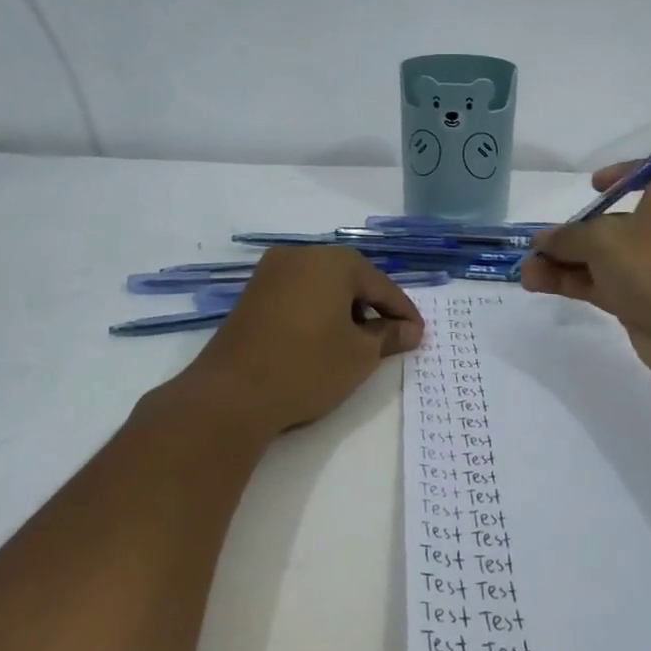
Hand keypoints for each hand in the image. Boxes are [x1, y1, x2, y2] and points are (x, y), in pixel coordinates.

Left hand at [182, 247, 425, 433]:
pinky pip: (298, 296)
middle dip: (373, 308)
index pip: (382, 286)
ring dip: (344, 311)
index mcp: (334, 261)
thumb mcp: (360, 355)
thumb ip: (390, 336)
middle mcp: (301, 255)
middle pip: (351, 280)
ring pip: (323, 287)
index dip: (403, 313)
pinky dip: (317, 313)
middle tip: (390, 339)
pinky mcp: (251, 295)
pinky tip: (322, 341)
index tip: (418, 336)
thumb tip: (411, 330)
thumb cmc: (307, 367)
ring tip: (356, 344)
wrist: (231, 395)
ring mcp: (271, 273)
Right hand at [520, 163, 650, 383]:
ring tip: (525, 271)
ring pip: (600, 261)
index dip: (626, 174)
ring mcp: (649, 271)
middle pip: (613, 224)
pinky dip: (570, 284)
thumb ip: (570, 238)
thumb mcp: (606, 240)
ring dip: (563, 263)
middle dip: (574, 232)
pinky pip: (599, 288)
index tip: (595, 186)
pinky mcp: (639, 305)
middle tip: (538, 245)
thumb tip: (543, 240)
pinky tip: (536, 284)